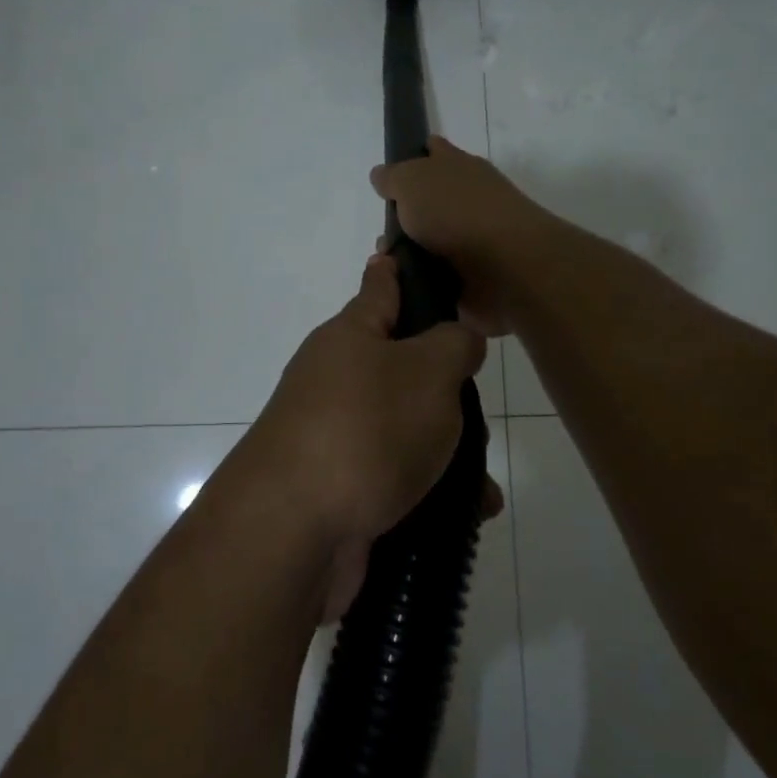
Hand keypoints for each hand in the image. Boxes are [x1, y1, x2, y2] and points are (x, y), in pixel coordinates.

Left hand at [245, 253, 498, 620]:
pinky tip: (467, 512)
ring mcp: (332, 434)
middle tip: (476, 397)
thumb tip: (457, 338)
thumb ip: (454, 345)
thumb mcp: (429, 372)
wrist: (293, 530)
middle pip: (397, 364)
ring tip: (483, 479)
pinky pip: (395, 476)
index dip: (393, 267)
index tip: (394, 247)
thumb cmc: (367, 429)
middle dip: (440, 381)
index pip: (378, 287)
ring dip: (445, 449)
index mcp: (351, 337)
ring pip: (403, 427)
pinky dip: (430, 490)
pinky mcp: (338, 487)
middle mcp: (335, 379)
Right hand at [370, 136, 547, 336]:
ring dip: (406, 255)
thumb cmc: (458, 213)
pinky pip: (435, 277)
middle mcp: (467, 200)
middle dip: (400, 220)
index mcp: (458, 168)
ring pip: (427, 244)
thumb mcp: (413, 180)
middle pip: (426, 204)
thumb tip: (381, 176)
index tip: (389, 176)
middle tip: (383, 236)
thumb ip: (393, 177)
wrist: (506, 268)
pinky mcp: (471, 277)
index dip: (413, 157)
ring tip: (386, 266)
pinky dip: (418, 281)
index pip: (434, 152)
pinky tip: (401, 286)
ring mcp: (471, 240)